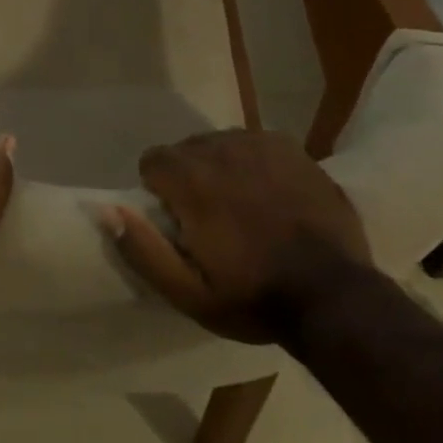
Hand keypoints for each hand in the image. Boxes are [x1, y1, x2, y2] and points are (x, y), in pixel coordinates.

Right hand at [101, 129, 372, 343]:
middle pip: (186, 150)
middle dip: (190, 178)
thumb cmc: (254, 298)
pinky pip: (254, 143)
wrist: (335, 297)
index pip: (152, 161)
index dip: (160, 192)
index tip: (180, 222)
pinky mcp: (290, 147)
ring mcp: (260, 144)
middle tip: (212, 220)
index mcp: (191, 180)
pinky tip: (271, 194)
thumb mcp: (188, 293)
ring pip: (220, 144)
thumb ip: (142, 249)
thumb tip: (106, 210)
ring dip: (221, 168)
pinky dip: (253, 163)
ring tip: (244, 207)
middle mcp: (221, 149)